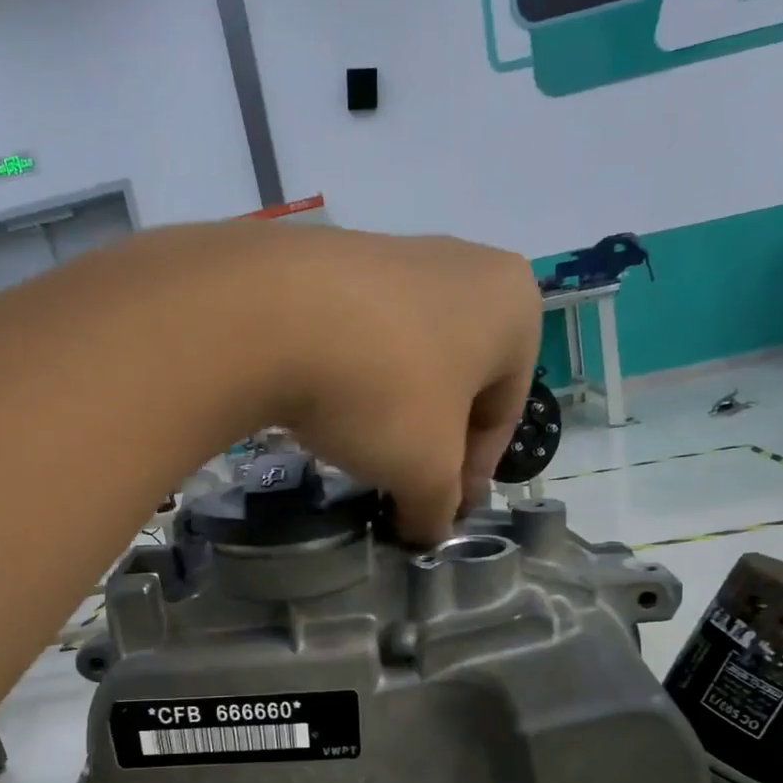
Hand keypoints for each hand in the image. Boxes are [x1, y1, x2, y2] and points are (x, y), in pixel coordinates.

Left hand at [253, 225, 541, 543]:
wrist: (270, 314)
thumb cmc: (384, 391)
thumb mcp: (426, 471)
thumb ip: (438, 507)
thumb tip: (428, 530)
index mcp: (512, 307)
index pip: (504, 413)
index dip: (474, 474)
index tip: (444, 511)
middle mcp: (465, 266)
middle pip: (458, 382)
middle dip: (433, 440)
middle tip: (405, 486)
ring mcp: (396, 252)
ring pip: (408, 357)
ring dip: (392, 410)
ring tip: (360, 450)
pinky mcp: (334, 256)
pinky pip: (360, 334)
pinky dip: (352, 378)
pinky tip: (325, 409)